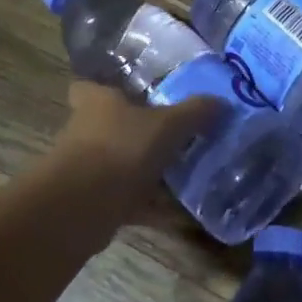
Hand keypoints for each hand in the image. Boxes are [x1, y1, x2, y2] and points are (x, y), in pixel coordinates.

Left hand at [46, 82, 221, 229]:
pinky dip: (150, 206)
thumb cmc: (121, 148)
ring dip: (144, 171)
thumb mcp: (168, 125)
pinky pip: (127, 200)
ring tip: (182, 174)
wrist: (81, 207)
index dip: (107, 89)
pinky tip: (179, 214)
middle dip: (136, 132)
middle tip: (173, 136)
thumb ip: (195, 112)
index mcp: (98, 102)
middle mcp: (86, 131)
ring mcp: (86, 169)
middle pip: (110, 126)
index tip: (133, 95)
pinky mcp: (92, 202)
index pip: (90, 87)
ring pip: (119, 164)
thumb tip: (220, 101)